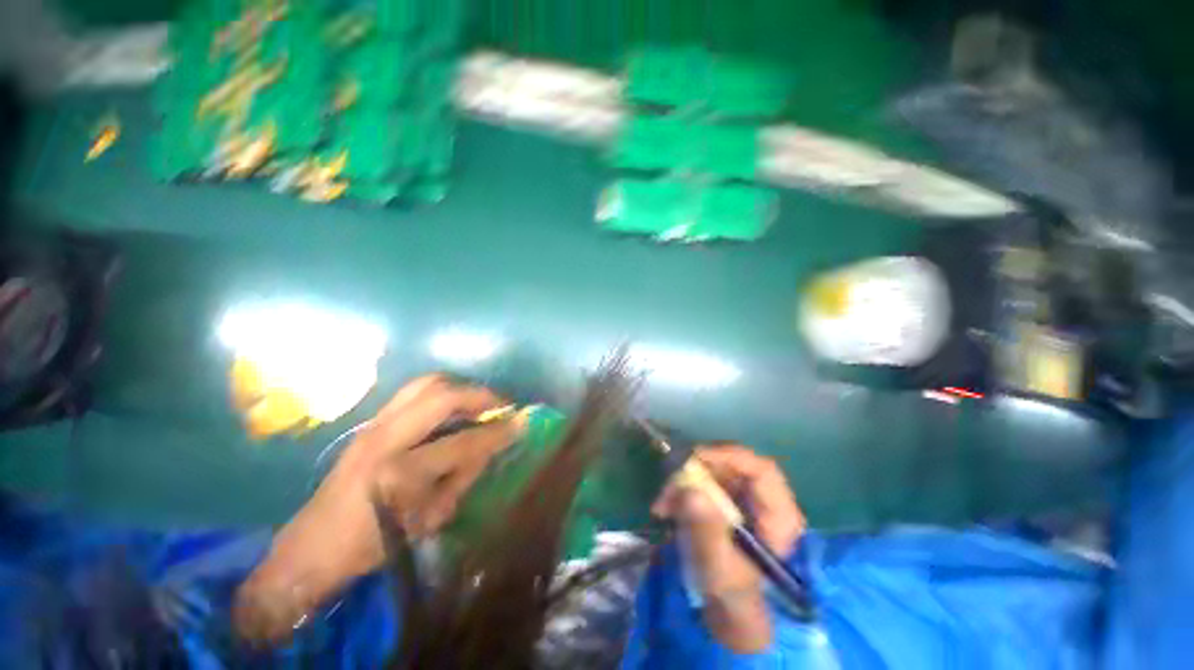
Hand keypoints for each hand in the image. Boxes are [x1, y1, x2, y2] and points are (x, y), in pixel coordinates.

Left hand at [234, 374, 521, 642]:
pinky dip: (441, 392)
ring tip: (479, 401)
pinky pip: (413, 392)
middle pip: (442, 396)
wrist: (313, 546)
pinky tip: (452, 408)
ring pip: (425, 384)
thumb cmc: (375, 543)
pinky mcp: (369, 422)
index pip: (464, 442)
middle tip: (501, 404)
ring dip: (459, 387)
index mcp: (400, 472)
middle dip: (480, 395)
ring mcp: (373, 425)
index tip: (522, 423)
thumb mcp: (431, 518)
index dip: (498, 432)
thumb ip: (465, 475)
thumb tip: (493, 445)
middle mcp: (385, 438)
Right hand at [652, 445, 804, 652]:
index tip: (694, 458)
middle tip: (669, 485)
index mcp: (779, 517)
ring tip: (663, 503)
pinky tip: (666, 508)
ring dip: (685, 481)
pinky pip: (704, 485)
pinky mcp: (727, 504)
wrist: (732, 620)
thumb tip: (690, 491)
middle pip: (733, 466)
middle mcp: (765, 502)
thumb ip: (706, 533)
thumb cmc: (735, 601)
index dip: (728, 455)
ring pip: (715, 473)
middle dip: (697, 470)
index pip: (761, 470)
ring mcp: (745, 501)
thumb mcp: (720, 571)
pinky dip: (683, 491)